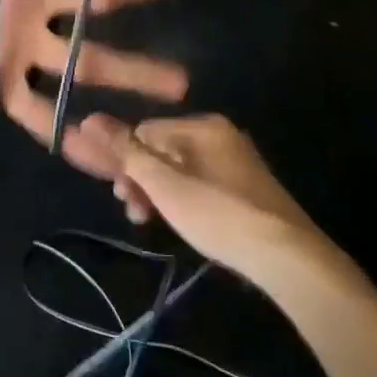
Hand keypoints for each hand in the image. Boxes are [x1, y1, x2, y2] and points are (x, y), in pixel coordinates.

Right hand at [92, 114, 327, 283]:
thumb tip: (88, 119)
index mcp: (202, 126)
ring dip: (159, 193)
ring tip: (152, 223)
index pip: (145, 131)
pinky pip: (202, 183)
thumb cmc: (218, 214)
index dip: (125, 161)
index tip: (120, 196)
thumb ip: (126, 151)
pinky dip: (184, 200)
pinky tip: (182, 223)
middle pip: (163, 150)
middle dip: (141, 180)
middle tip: (135, 213)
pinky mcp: (248, 189)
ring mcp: (237, 162)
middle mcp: (221, 135)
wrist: (288, 257)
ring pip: (181, 170)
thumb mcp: (164, 184)